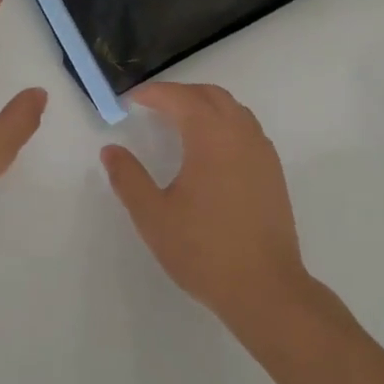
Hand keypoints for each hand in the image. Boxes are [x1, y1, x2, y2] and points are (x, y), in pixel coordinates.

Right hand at [101, 83, 307, 327]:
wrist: (265, 289)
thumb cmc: (204, 250)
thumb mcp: (153, 216)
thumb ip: (128, 178)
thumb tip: (111, 150)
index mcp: (210, 137)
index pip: (180, 98)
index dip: (153, 93)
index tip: (131, 100)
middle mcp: (240, 135)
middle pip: (209, 95)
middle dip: (179, 93)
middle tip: (152, 106)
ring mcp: (262, 152)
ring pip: (233, 109)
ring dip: (204, 105)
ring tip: (179, 121)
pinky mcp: (273, 172)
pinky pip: (247, 128)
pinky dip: (224, 122)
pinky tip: (210, 148)